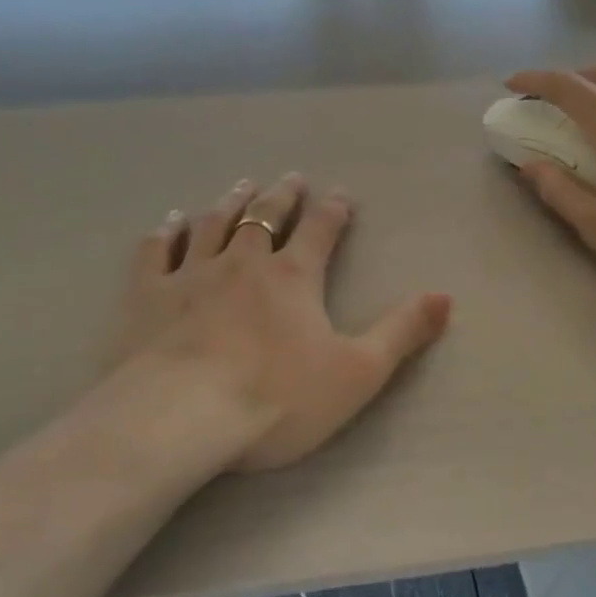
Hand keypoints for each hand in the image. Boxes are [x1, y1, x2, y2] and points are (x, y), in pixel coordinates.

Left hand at [106, 173, 451, 472]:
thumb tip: (446, 296)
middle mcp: (243, 262)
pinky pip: (157, 250)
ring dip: (231, 202)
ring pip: (214, 224)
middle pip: (265, 216)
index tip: (340, 195)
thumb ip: (402, 332)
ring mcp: (192, 273)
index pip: (320, 229)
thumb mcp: (358, 372)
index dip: (333, 210)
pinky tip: (171, 220)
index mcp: (293, 277)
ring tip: (241, 185)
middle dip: (281, 196)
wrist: (182, 417)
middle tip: (289, 179)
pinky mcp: (149, 294)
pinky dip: (166, 231)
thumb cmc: (277, 398)